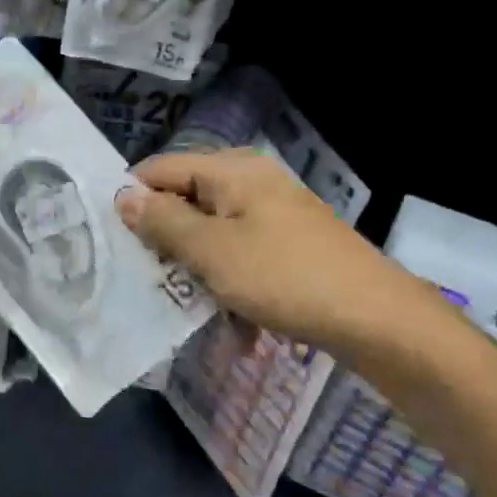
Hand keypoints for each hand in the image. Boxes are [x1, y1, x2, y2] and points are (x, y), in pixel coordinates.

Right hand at [115, 148, 417, 354]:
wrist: (381, 322)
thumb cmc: (285, 278)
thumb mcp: (212, 251)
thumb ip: (162, 222)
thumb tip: (123, 196)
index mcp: (231, 170)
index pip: (160, 170)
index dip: (134, 202)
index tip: (116, 243)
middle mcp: (251, 182)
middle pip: (186, 202)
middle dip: (167, 243)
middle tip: (151, 281)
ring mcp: (273, 215)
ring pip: (212, 235)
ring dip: (198, 271)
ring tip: (193, 309)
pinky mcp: (289, 246)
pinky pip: (242, 257)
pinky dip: (231, 285)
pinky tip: (237, 326)